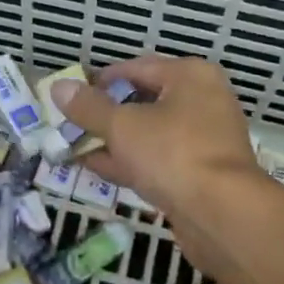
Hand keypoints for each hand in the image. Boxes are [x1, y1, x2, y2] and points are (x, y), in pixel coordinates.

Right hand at [48, 56, 264, 230]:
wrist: (223, 215)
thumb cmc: (173, 154)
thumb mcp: (122, 126)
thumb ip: (89, 107)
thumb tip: (59, 86)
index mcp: (190, 76)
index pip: (136, 68)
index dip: (100, 81)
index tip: (72, 96)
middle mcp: (203, 100)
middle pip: (144, 100)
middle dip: (106, 114)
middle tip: (72, 123)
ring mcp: (206, 138)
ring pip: (151, 132)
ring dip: (115, 140)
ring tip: (77, 146)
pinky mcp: (202, 172)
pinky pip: (160, 158)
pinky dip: (132, 160)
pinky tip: (98, 168)